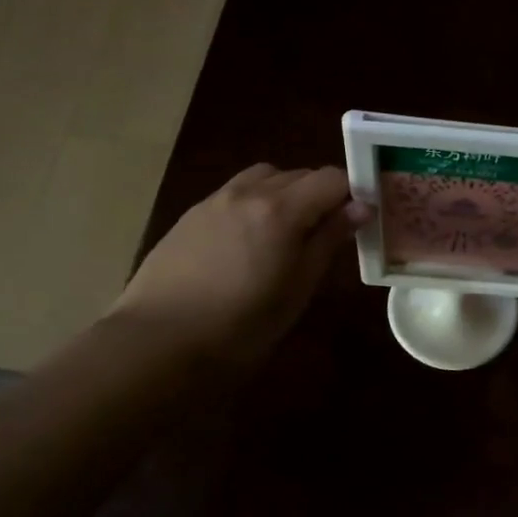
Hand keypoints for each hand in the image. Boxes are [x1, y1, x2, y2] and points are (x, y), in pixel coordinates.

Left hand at [110, 164, 367, 363]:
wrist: (159, 342)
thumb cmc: (242, 326)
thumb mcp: (298, 288)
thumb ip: (328, 241)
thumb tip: (358, 208)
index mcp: (280, 209)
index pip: (330, 178)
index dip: (351, 194)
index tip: (358, 221)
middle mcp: (248, 192)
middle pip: (298, 174)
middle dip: (320, 195)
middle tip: (325, 234)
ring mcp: (215, 200)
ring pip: (264, 178)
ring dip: (285, 194)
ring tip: (286, 234)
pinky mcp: (191, 215)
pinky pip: (235, 194)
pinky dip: (254, 204)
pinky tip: (248, 243)